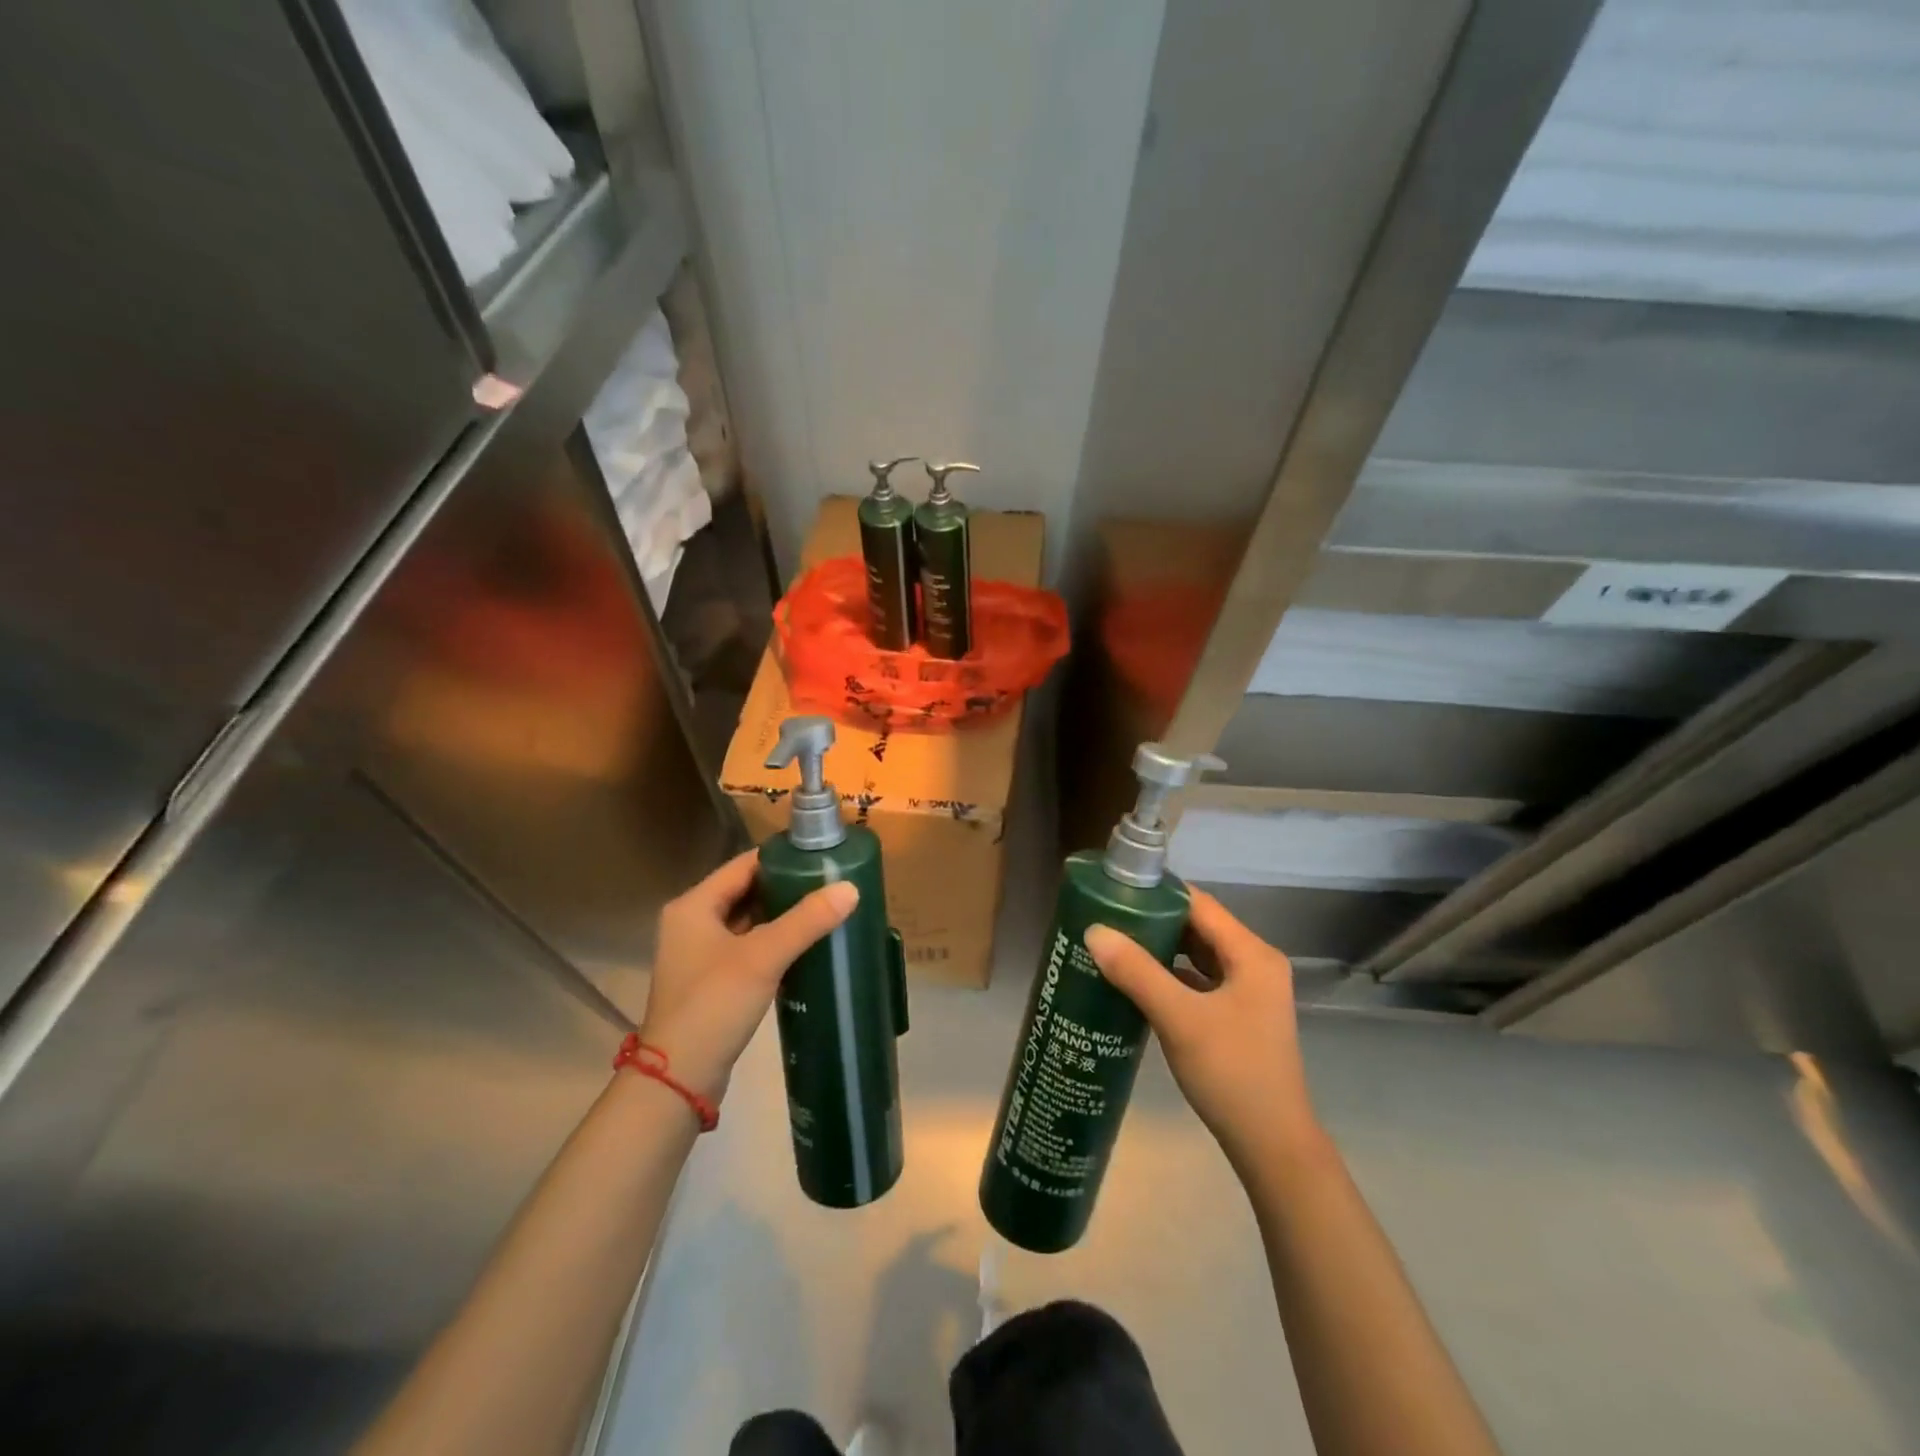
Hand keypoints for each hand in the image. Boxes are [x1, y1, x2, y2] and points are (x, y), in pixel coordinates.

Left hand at [638, 849, 857, 1101]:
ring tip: (826, 909)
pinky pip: (749, 948)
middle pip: (747, 891)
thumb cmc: (713, 1005)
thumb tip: (850, 888)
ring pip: (749, 921)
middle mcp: (692, 923)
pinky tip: (806, 946)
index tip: (822, 856)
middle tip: (831, 883)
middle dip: (787, 887)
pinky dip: (775, 943)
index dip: (782, 857)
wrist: (678, 1080)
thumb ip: (806, 920)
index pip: (744, 865)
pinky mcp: (712, 982)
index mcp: (693, 906)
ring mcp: (700, 954)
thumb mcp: (763, 957)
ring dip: (783, 916)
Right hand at [1085, 891, 1322, 1175]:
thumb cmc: (1231, 1073)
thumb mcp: (1179, 1019)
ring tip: (1114, 944)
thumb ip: (1136, 972)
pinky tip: (1135, 982)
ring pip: (1196, 955)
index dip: (1158, 894)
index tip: (1114, 891)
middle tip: (1106, 918)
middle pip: (1197, 927)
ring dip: (1160, 949)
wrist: (1272, 1146)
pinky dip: (1169, 976)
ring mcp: (1248, 992)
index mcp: (1252, 954)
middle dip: (1153, 921)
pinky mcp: (1237, 1016)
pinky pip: (1198, 981)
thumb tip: (1094, 931)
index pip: (1199, 904)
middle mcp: (1254, 964)